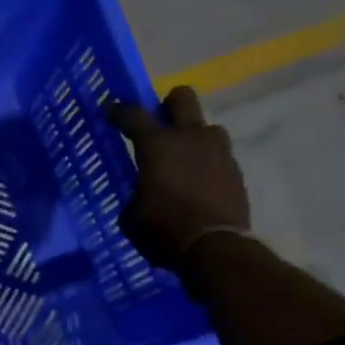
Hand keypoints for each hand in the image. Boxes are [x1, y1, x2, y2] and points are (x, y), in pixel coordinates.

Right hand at [103, 85, 250, 271]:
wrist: (215, 247)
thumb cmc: (164, 230)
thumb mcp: (131, 217)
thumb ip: (135, 194)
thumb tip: (141, 193)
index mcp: (157, 145)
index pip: (133, 115)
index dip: (118, 111)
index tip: (109, 109)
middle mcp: (190, 137)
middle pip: (182, 96)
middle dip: (167, 105)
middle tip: (158, 124)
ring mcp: (217, 150)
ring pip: (205, 126)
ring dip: (192, 136)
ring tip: (183, 159)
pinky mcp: (235, 168)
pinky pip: (218, 153)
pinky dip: (205, 162)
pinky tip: (197, 183)